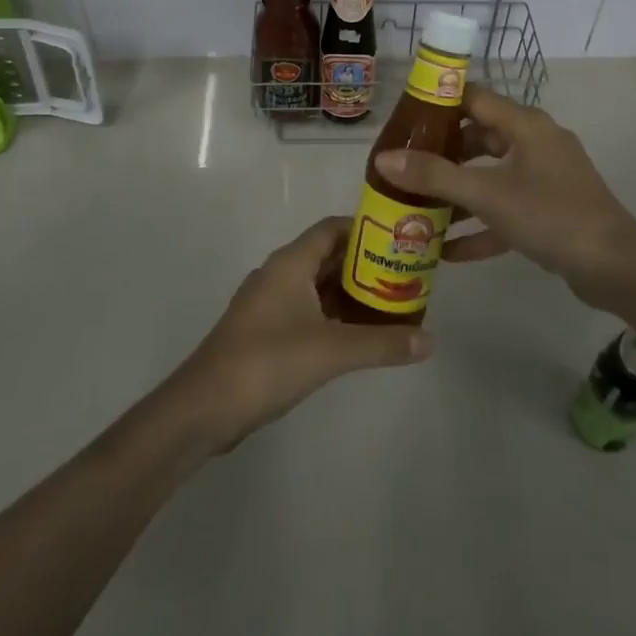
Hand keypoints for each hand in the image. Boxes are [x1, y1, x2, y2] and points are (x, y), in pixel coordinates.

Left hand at [169, 217, 430, 451]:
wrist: (205, 407)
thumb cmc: (267, 362)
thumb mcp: (331, 351)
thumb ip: (381, 343)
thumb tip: (430, 341)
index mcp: (290, 263)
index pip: (332, 228)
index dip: (366, 229)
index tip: (400, 240)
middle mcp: (279, 274)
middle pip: (328, 256)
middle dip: (365, 264)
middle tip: (405, 275)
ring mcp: (270, 304)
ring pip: (318, 286)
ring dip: (351, 293)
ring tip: (392, 303)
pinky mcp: (266, 332)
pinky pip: (308, 311)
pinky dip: (334, 316)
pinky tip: (359, 335)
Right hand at [373, 86, 635, 306]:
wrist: (617, 269)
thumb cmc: (550, 216)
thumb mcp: (487, 195)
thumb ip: (434, 177)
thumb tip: (384, 159)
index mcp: (525, 125)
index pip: (474, 98)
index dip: (439, 104)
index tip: (403, 120)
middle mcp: (535, 142)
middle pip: (479, 138)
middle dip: (442, 154)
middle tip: (404, 167)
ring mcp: (546, 177)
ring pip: (491, 176)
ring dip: (458, 193)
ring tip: (417, 208)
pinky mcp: (551, 209)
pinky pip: (507, 208)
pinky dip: (481, 224)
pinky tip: (448, 251)